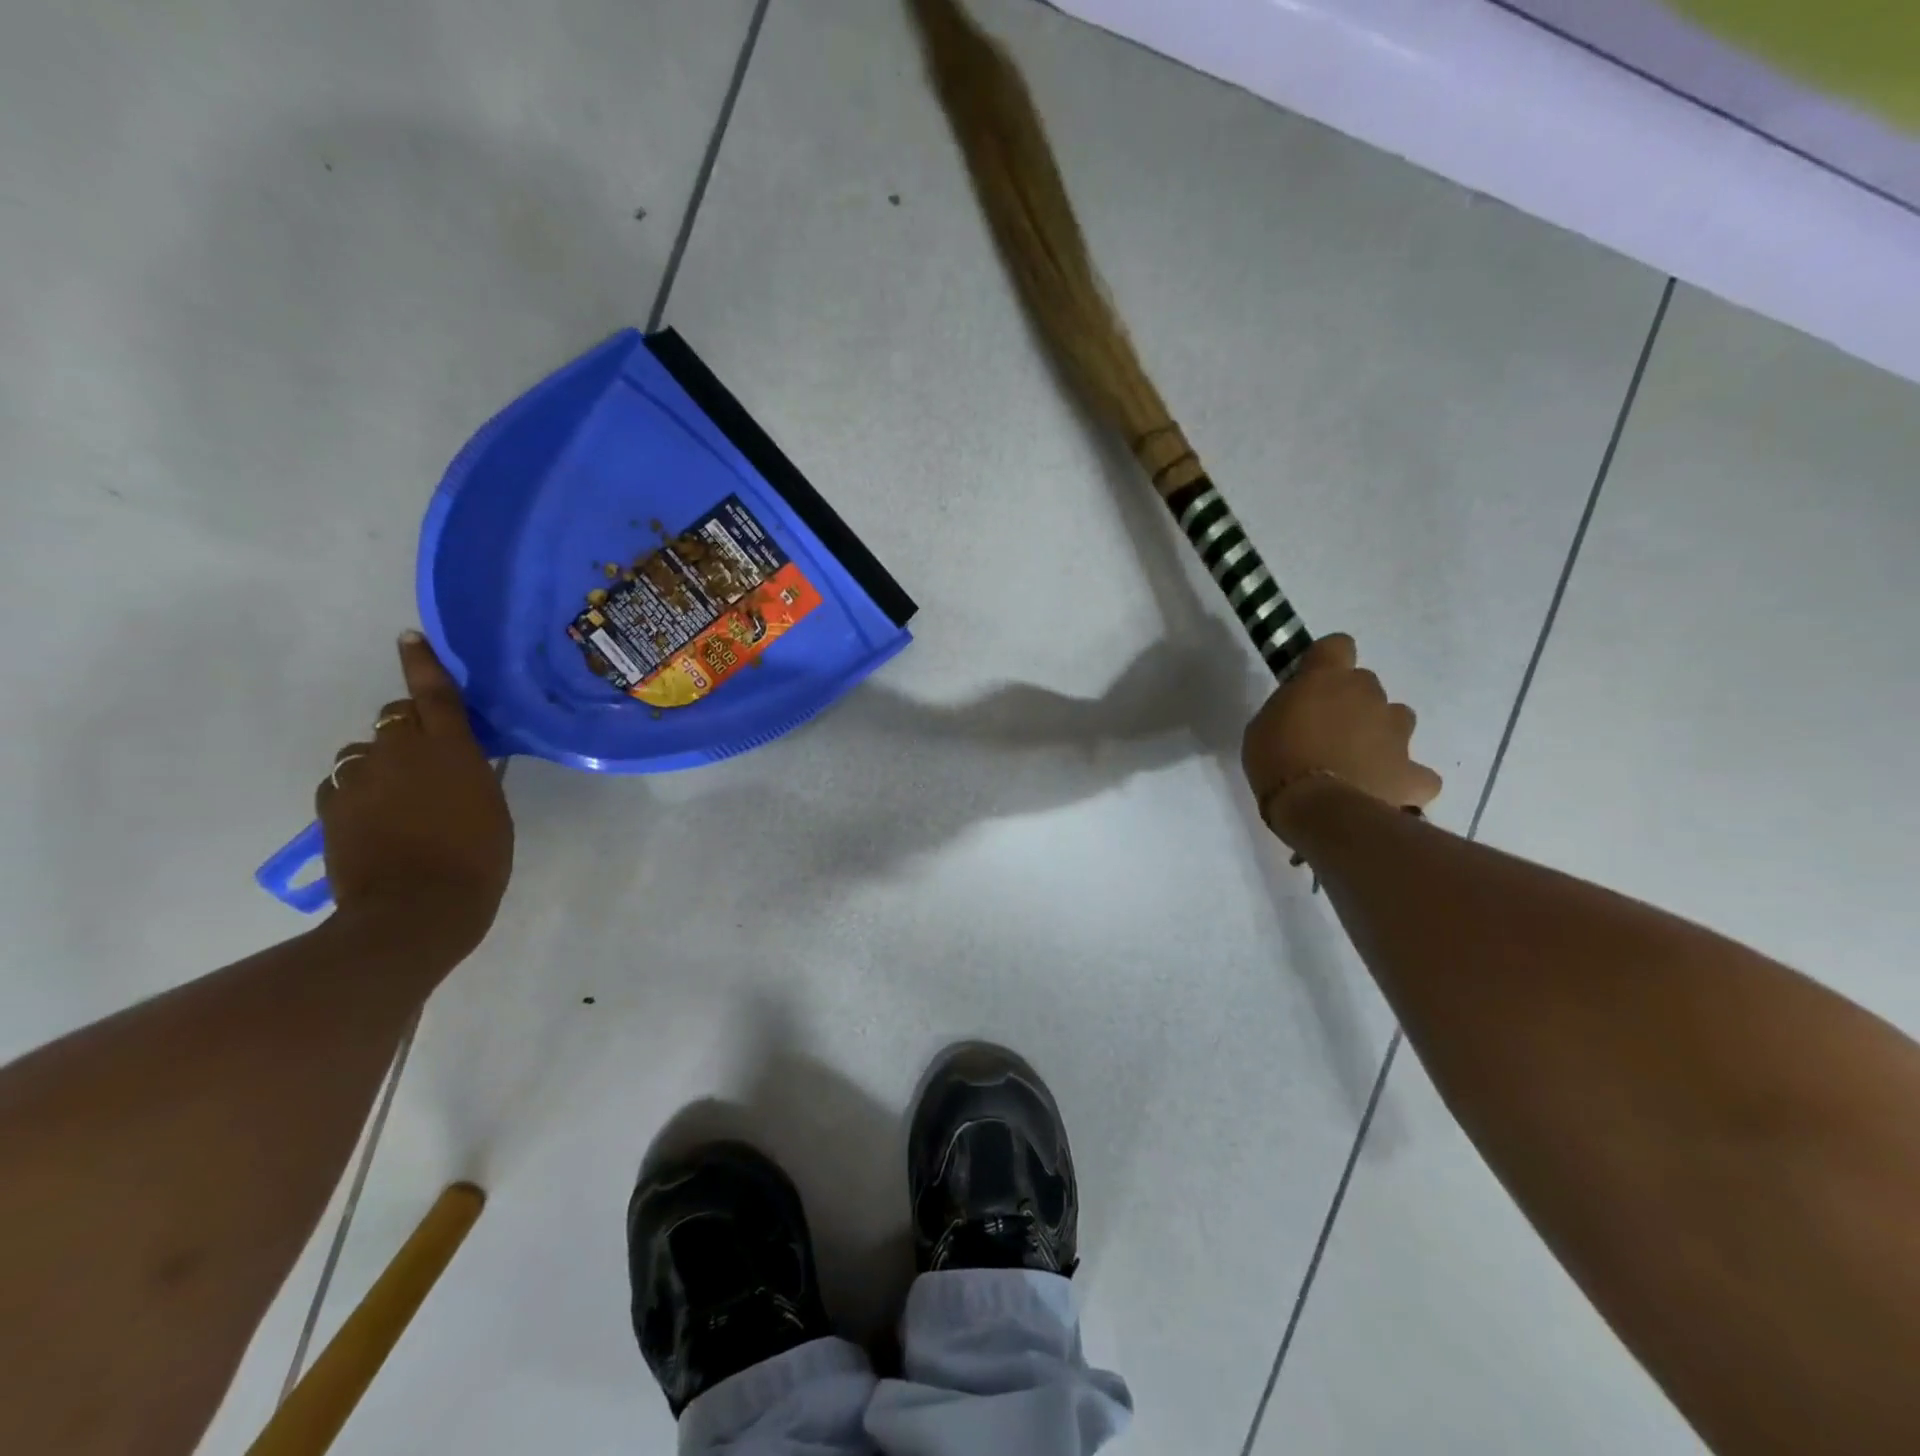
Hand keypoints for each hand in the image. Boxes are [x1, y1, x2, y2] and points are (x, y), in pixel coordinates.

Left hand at [317, 632, 513, 956]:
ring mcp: (359, 781)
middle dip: (408, 729)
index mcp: (450, 750)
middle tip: (426, 756)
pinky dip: (359, 792)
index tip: (408, 637)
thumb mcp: (492, 810)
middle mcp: (400, 754)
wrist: (415, 912)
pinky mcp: (332, 809)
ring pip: (365, 753)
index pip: (434, 694)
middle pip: (394, 720)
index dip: (422, 663)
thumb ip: (473, 776)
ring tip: (399, 797)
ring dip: (382, 764)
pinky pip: (344, 785)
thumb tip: (461, 762)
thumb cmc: (477, 860)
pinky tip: (375, 819)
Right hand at [1241, 633, 1440, 835]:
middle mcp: (1368, 695)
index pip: (1337, 645)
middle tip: (1327, 733)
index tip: (1312, 682)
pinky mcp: (1413, 771)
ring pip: (1397, 721)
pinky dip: (1404, 780)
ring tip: (1357, 764)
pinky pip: (1416, 773)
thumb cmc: (1277, 761)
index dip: (1327, 661)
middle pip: (1366, 685)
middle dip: (1353, 704)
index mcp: (1327, 679)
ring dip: (1381, 735)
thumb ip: (1288, 708)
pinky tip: (1385, 792)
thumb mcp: (1262, 726)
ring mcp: (1397, 732)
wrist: (1318, 809)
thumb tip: (1302, 711)